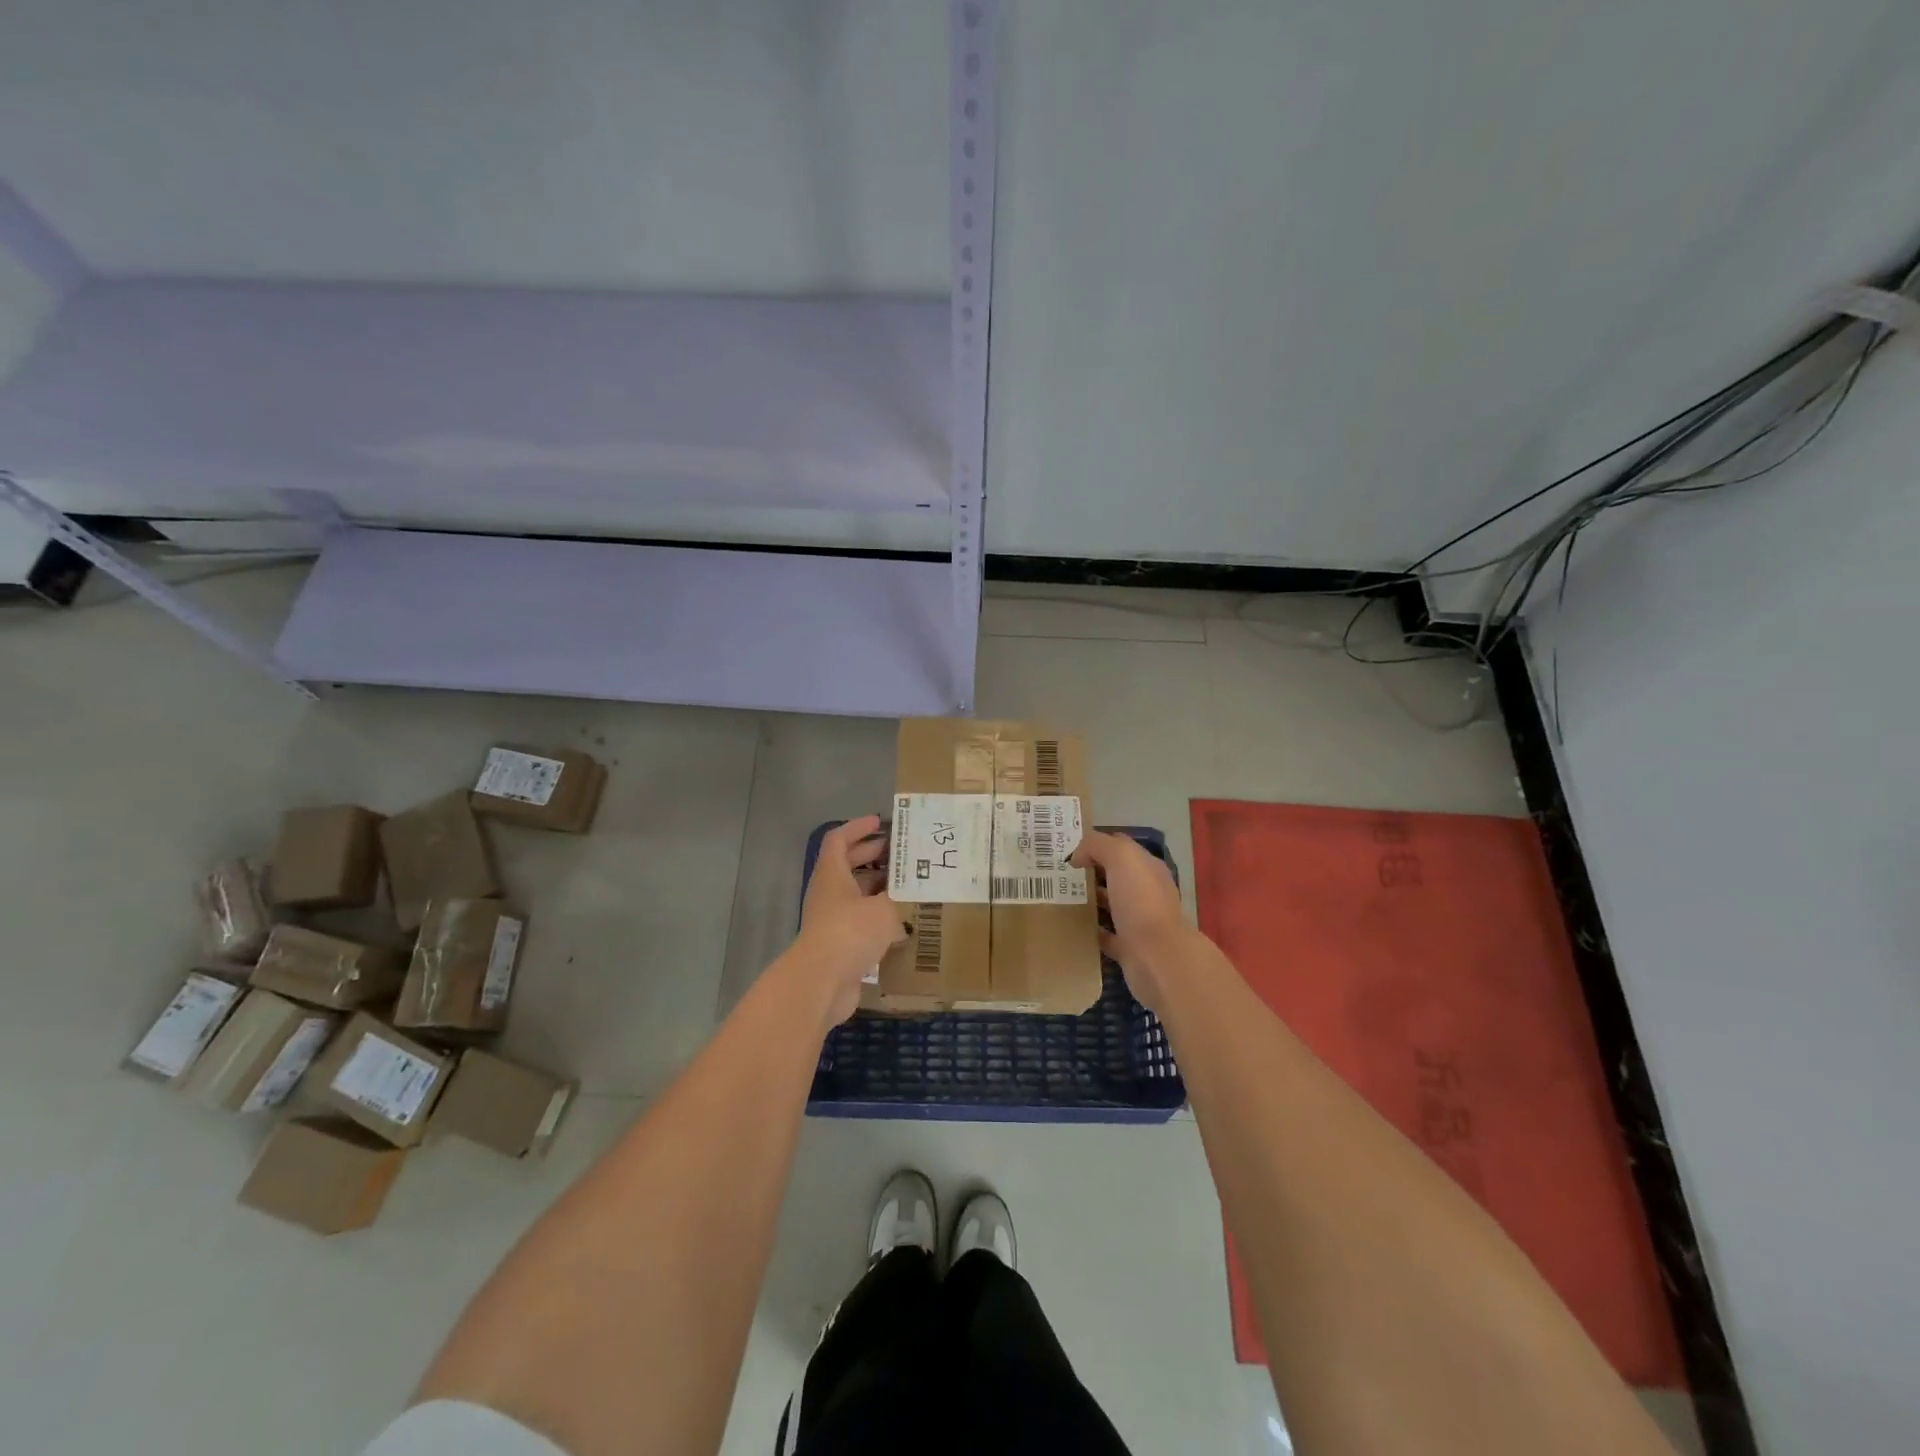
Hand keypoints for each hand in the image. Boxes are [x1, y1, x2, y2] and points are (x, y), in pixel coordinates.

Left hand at [795, 815, 908, 1023]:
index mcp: (832, 874)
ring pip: (855, 896)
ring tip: (907, 887)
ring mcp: (831, 921)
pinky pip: (860, 924)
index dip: (858, 827)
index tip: (879, 821)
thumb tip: (901, 905)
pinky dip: (878, 919)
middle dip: (872, 856)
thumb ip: (896, 899)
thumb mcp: (884, 907)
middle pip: (847, 866)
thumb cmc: (851, 931)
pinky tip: (902, 924)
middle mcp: (828, 894)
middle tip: (899, 853)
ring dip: (877, 889)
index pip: (839, 839)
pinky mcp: (839, 946)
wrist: (823, 981)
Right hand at [1072, 829, 1190, 1012]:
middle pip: (1115, 876)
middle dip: (1090, 872)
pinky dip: (1092, 930)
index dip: (1096, 845)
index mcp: (1148, 868)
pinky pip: (1106, 935)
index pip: (1121, 847)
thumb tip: (1078, 856)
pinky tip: (1072, 927)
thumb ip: (1098, 846)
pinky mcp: (1129, 948)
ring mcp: (1139, 921)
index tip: (1069, 852)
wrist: (1157, 957)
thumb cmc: (1140, 901)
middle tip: (1059, 875)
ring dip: (1090, 901)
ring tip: (1061, 898)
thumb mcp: (1121, 857)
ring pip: (1111, 905)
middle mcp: (1147, 892)